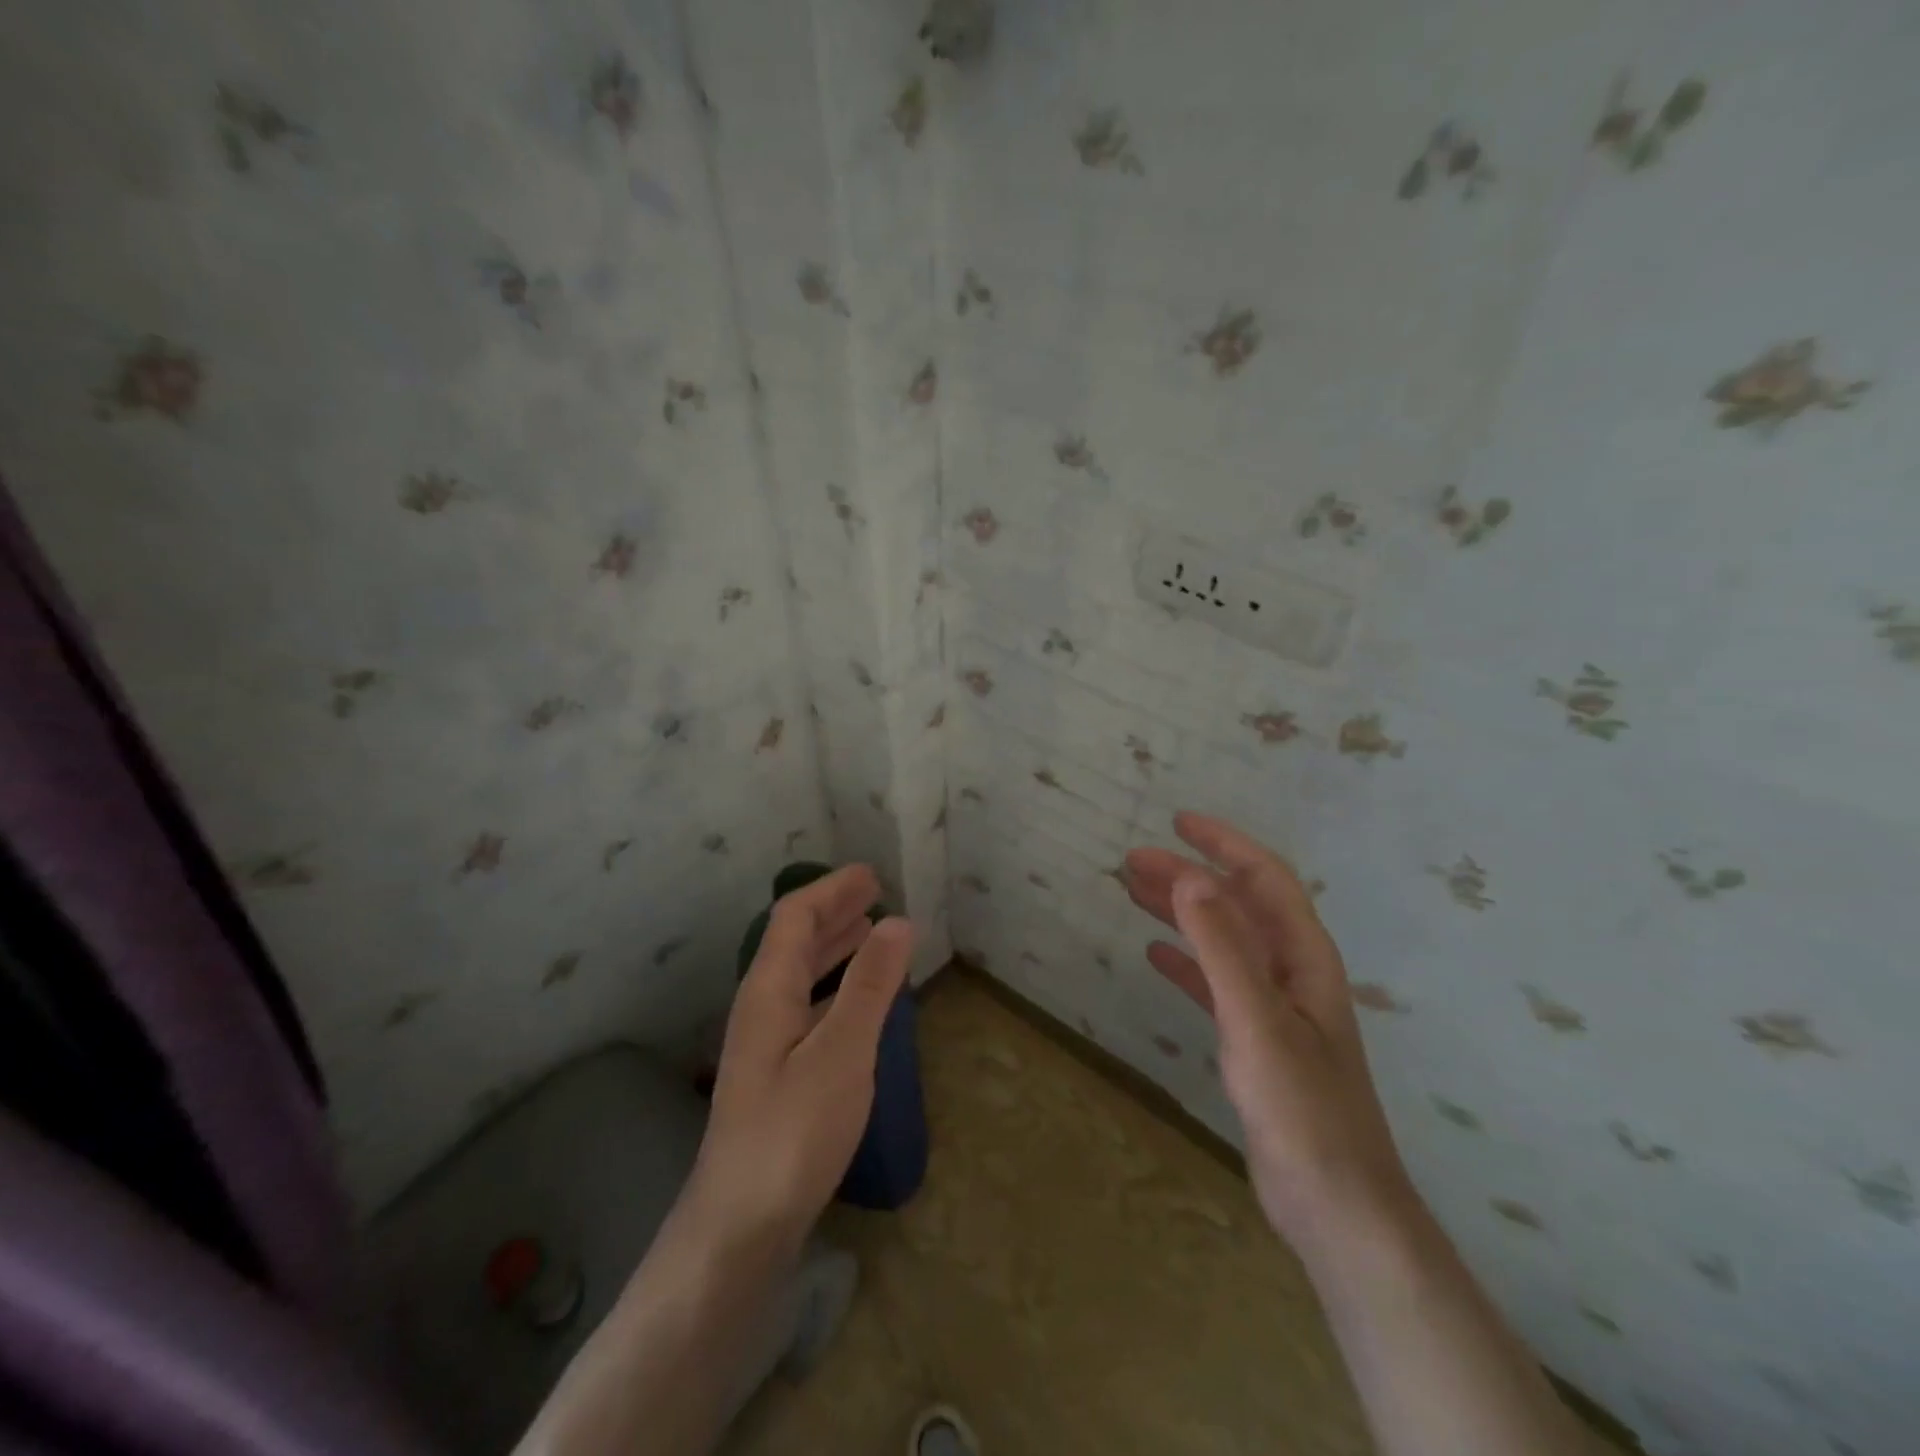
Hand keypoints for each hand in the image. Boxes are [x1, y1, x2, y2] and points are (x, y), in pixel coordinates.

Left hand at [687, 865, 913, 1254]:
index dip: (831, 890)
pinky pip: (808, 1006)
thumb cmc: (793, 1132)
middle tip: (875, 894)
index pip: (795, 918)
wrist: (740, 1227)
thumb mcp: (842, 1052)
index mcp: (769, 990)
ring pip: (801, 975)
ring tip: (870, 932)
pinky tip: (857, 1002)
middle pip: (794, 941)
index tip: (871, 874)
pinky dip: (836, 986)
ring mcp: (766, 1043)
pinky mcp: (776, 1075)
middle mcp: (761, 1007)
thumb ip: (869, 985)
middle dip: (834, 912)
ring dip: (834, 947)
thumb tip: (897, 921)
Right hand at [1125, 813, 1411, 1242]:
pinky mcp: (1254, 1040)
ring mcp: (1273, 1007)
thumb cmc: (1302, 1109)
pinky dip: (1185, 961)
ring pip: (1222, 940)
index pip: (1265, 879)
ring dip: (1181, 912)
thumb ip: (1223, 947)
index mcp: (1303, 957)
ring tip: (1133, 894)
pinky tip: (1153, 954)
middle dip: (1188, 876)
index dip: (1224, 844)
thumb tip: (1189, 877)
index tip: (1178, 822)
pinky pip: (1214, 982)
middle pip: (1237, 905)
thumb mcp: (1257, 1021)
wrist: (1334, 1206)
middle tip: (1132, 862)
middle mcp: (1291, 972)